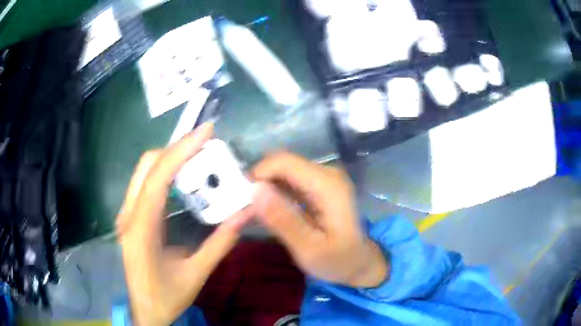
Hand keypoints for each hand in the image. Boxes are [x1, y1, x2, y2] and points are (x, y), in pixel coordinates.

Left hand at [117, 123, 251, 325]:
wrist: (145, 311)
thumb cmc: (167, 297)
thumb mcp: (196, 273)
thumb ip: (220, 243)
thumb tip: (245, 214)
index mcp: (140, 229)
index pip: (158, 177)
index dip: (182, 150)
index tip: (205, 131)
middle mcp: (128, 215)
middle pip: (147, 166)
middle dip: (176, 149)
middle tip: (205, 146)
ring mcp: (125, 216)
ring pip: (144, 172)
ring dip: (170, 159)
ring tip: (198, 157)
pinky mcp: (129, 218)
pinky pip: (144, 185)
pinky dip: (164, 173)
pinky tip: (182, 179)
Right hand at [252, 153, 387, 287]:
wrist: (359, 263)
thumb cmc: (338, 261)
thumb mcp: (309, 249)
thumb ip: (283, 220)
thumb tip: (255, 190)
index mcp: (328, 186)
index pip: (284, 162)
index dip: (258, 175)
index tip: (240, 200)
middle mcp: (327, 174)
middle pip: (281, 165)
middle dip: (257, 183)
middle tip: (242, 210)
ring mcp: (323, 179)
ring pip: (282, 172)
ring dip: (263, 189)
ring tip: (248, 214)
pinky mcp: (318, 186)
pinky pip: (288, 182)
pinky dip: (272, 194)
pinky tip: (264, 212)